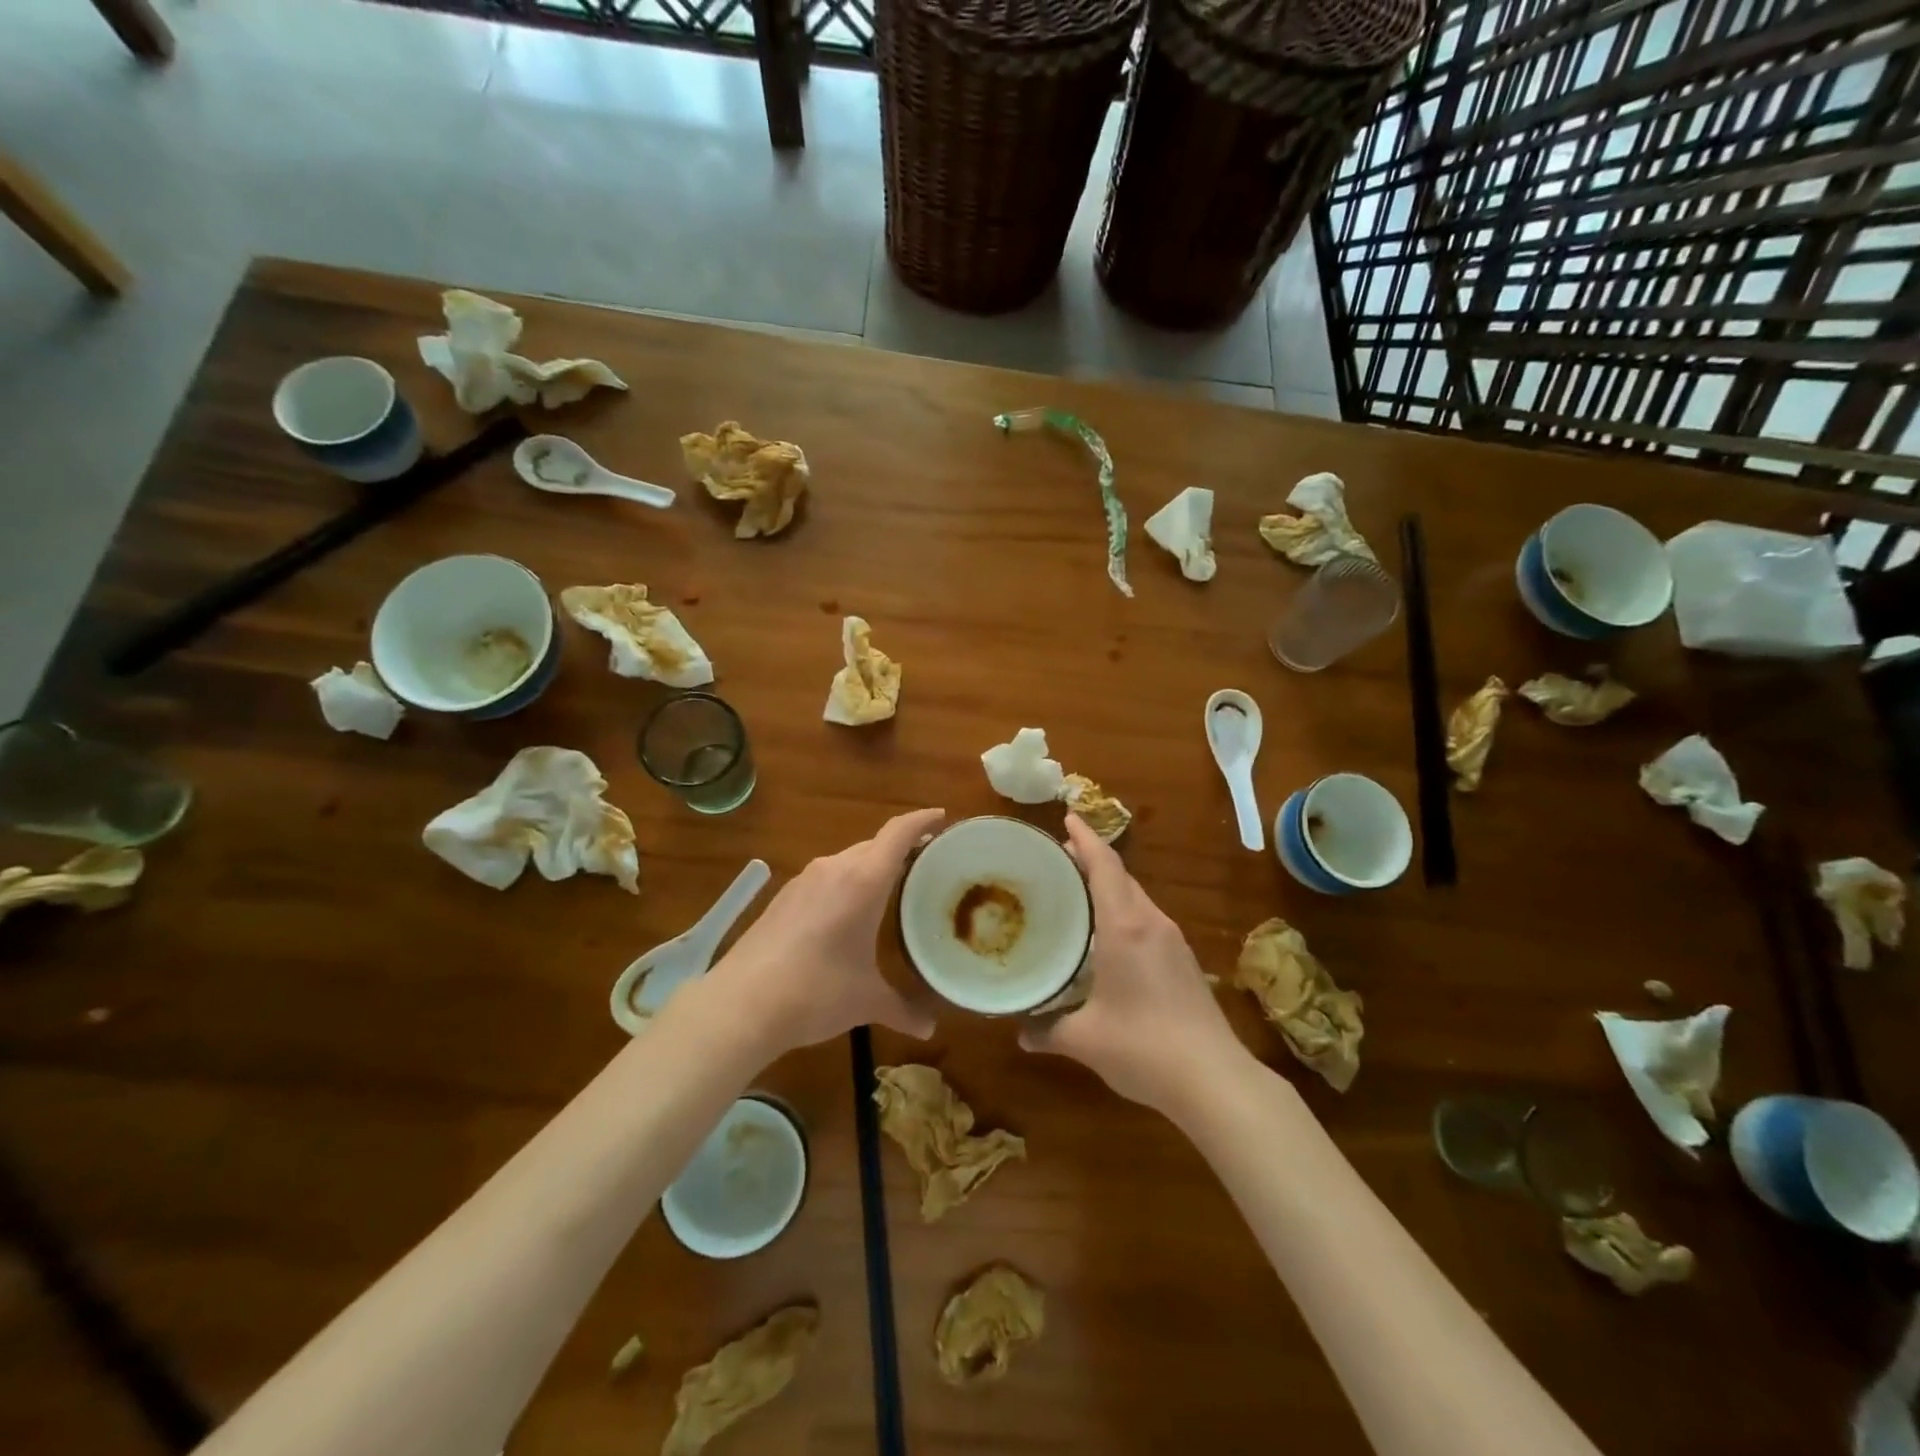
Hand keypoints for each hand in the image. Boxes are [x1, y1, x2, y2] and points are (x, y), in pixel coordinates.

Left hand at [707, 808, 943, 1055]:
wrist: (741, 1004)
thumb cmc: (816, 992)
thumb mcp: (866, 1001)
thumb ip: (903, 1009)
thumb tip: (929, 1029)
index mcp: (864, 880)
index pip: (898, 833)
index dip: (922, 820)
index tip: (942, 818)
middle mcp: (834, 868)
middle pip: (874, 844)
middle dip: (901, 847)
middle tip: (925, 862)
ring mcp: (804, 880)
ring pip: (847, 860)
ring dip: (870, 866)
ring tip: (889, 887)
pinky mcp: (783, 896)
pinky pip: (825, 877)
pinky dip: (845, 883)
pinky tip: (846, 912)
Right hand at [1020, 815, 1247, 1116]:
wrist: (1215, 1079)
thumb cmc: (1143, 1047)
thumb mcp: (1085, 1039)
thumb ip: (1047, 1030)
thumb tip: (1019, 1032)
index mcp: (1125, 926)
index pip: (1105, 865)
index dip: (1085, 839)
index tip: (1068, 817)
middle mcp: (1151, 923)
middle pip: (1121, 877)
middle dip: (1091, 861)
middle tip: (1059, 861)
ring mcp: (1173, 941)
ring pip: (1137, 898)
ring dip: (1109, 888)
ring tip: (1078, 895)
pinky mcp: (1184, 961)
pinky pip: (1147, 920)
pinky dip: (1124, 912)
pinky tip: (1108, 938)